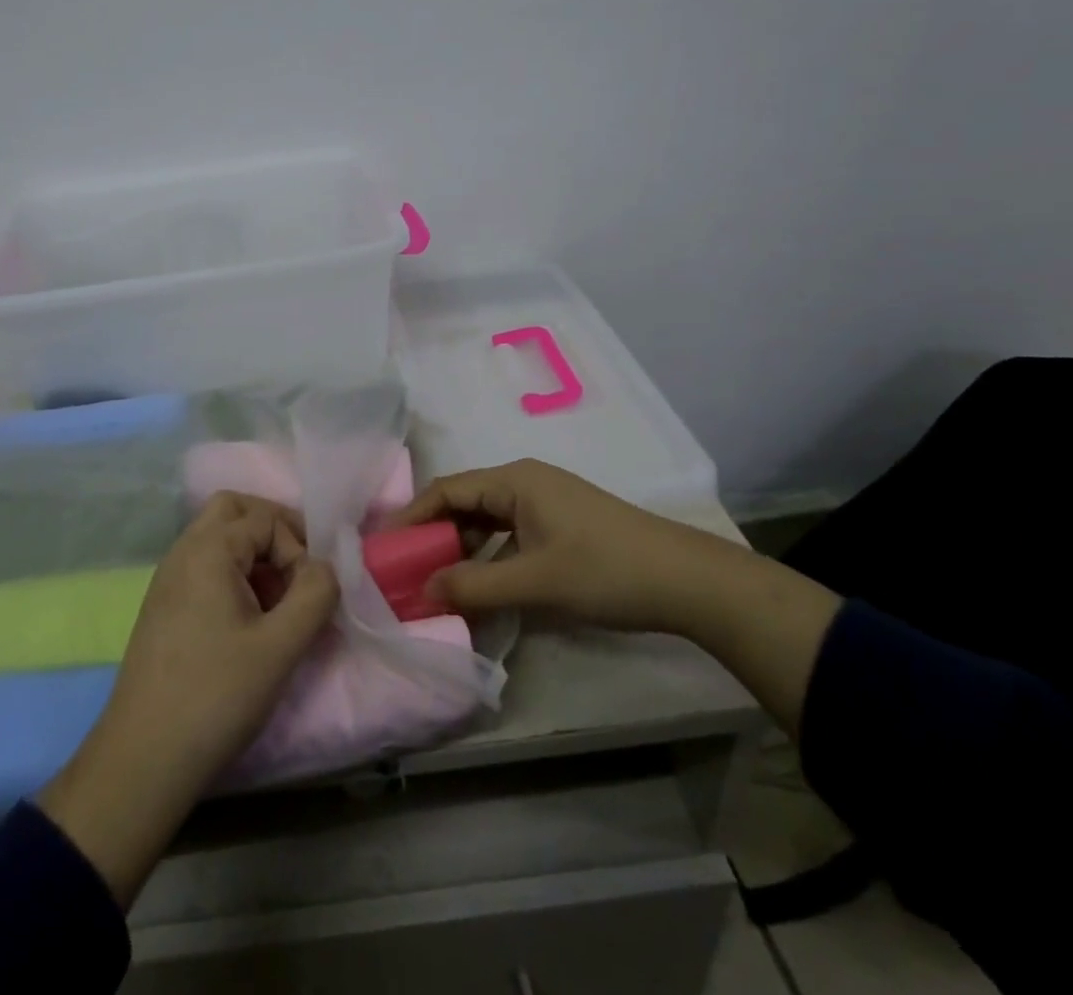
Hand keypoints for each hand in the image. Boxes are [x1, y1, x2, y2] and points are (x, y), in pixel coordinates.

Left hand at [38, 493, 338, 903]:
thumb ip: (315, 595)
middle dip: (272, 530)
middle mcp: (183, 551)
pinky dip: (232, 573)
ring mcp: (167, 579)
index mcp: (208, 549)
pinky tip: (247, 620)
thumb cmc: (216, 696)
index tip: (310, 593)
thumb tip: (327, 566)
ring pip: (217, 537)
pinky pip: (203, 566)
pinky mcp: (163, 606)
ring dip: (253, 553)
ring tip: (276, 600)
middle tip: (297, 570)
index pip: (266, 518)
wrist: (143, 760)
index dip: (297, 548)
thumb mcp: (281, 646)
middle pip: (233, 510)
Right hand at [390, 458, 747, 635]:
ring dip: (461, 550)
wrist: (687, 581)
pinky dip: (488, 557)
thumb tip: (420, 592)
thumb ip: (473, 585)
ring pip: (487, 522)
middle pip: (464, 503)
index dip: (412, 517)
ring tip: (435, 584)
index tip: (385, 549)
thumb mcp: (534, 581)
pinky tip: (481, 586)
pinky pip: (509, 535)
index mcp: (514, 480)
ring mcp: (545, 504)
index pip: (446, 490)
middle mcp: (525, 483)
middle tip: (405, 573)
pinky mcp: (560, 526)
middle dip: (433, 536)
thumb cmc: (605, 570)